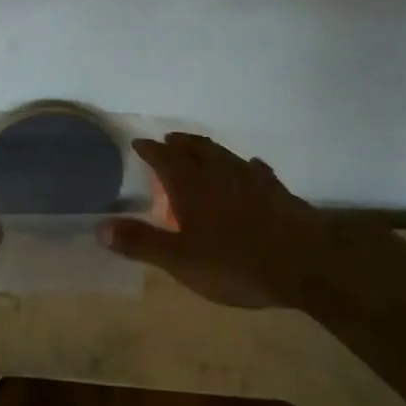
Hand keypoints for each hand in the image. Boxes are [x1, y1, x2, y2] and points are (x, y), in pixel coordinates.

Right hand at [99, 133, 331, 308]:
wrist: (306, 264)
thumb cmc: (235, 262)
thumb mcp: (180, 260)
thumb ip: (141, 242)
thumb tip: (100, 228)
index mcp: (191, 185)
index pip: (164, 158)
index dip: (150, 150)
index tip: (139, 143)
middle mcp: (219, 172)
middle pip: (195, 148)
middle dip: (179, 144)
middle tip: (168, 141)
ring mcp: (252, 179)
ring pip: (224, 155)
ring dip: (208, 150)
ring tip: (200, 150)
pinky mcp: (278, 192)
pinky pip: (256, 171)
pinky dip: (245, 168)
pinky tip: (249, 170)